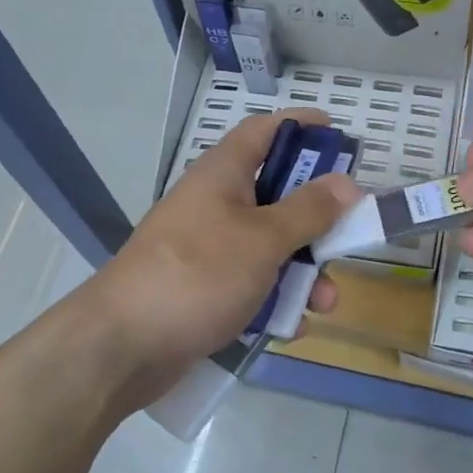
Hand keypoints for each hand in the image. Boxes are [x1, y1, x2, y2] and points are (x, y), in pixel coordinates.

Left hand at [78, 110, 358, 409]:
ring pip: (269, 246)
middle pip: (277, 195)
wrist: (124, 345)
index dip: (300, 126)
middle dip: (317, 221)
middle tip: (349, 235)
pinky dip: (275, 299)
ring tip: (324, 304)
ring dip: (303, 271)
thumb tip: (346, 182)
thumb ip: (309, 211)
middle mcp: (215, 204)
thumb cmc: (198, 275)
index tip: (337, 131)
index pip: (264, 131)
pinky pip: (252, 282)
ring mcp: (208, 248)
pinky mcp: (205, 288)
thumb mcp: (263, 239)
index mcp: (223, 175)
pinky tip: (290, 327)